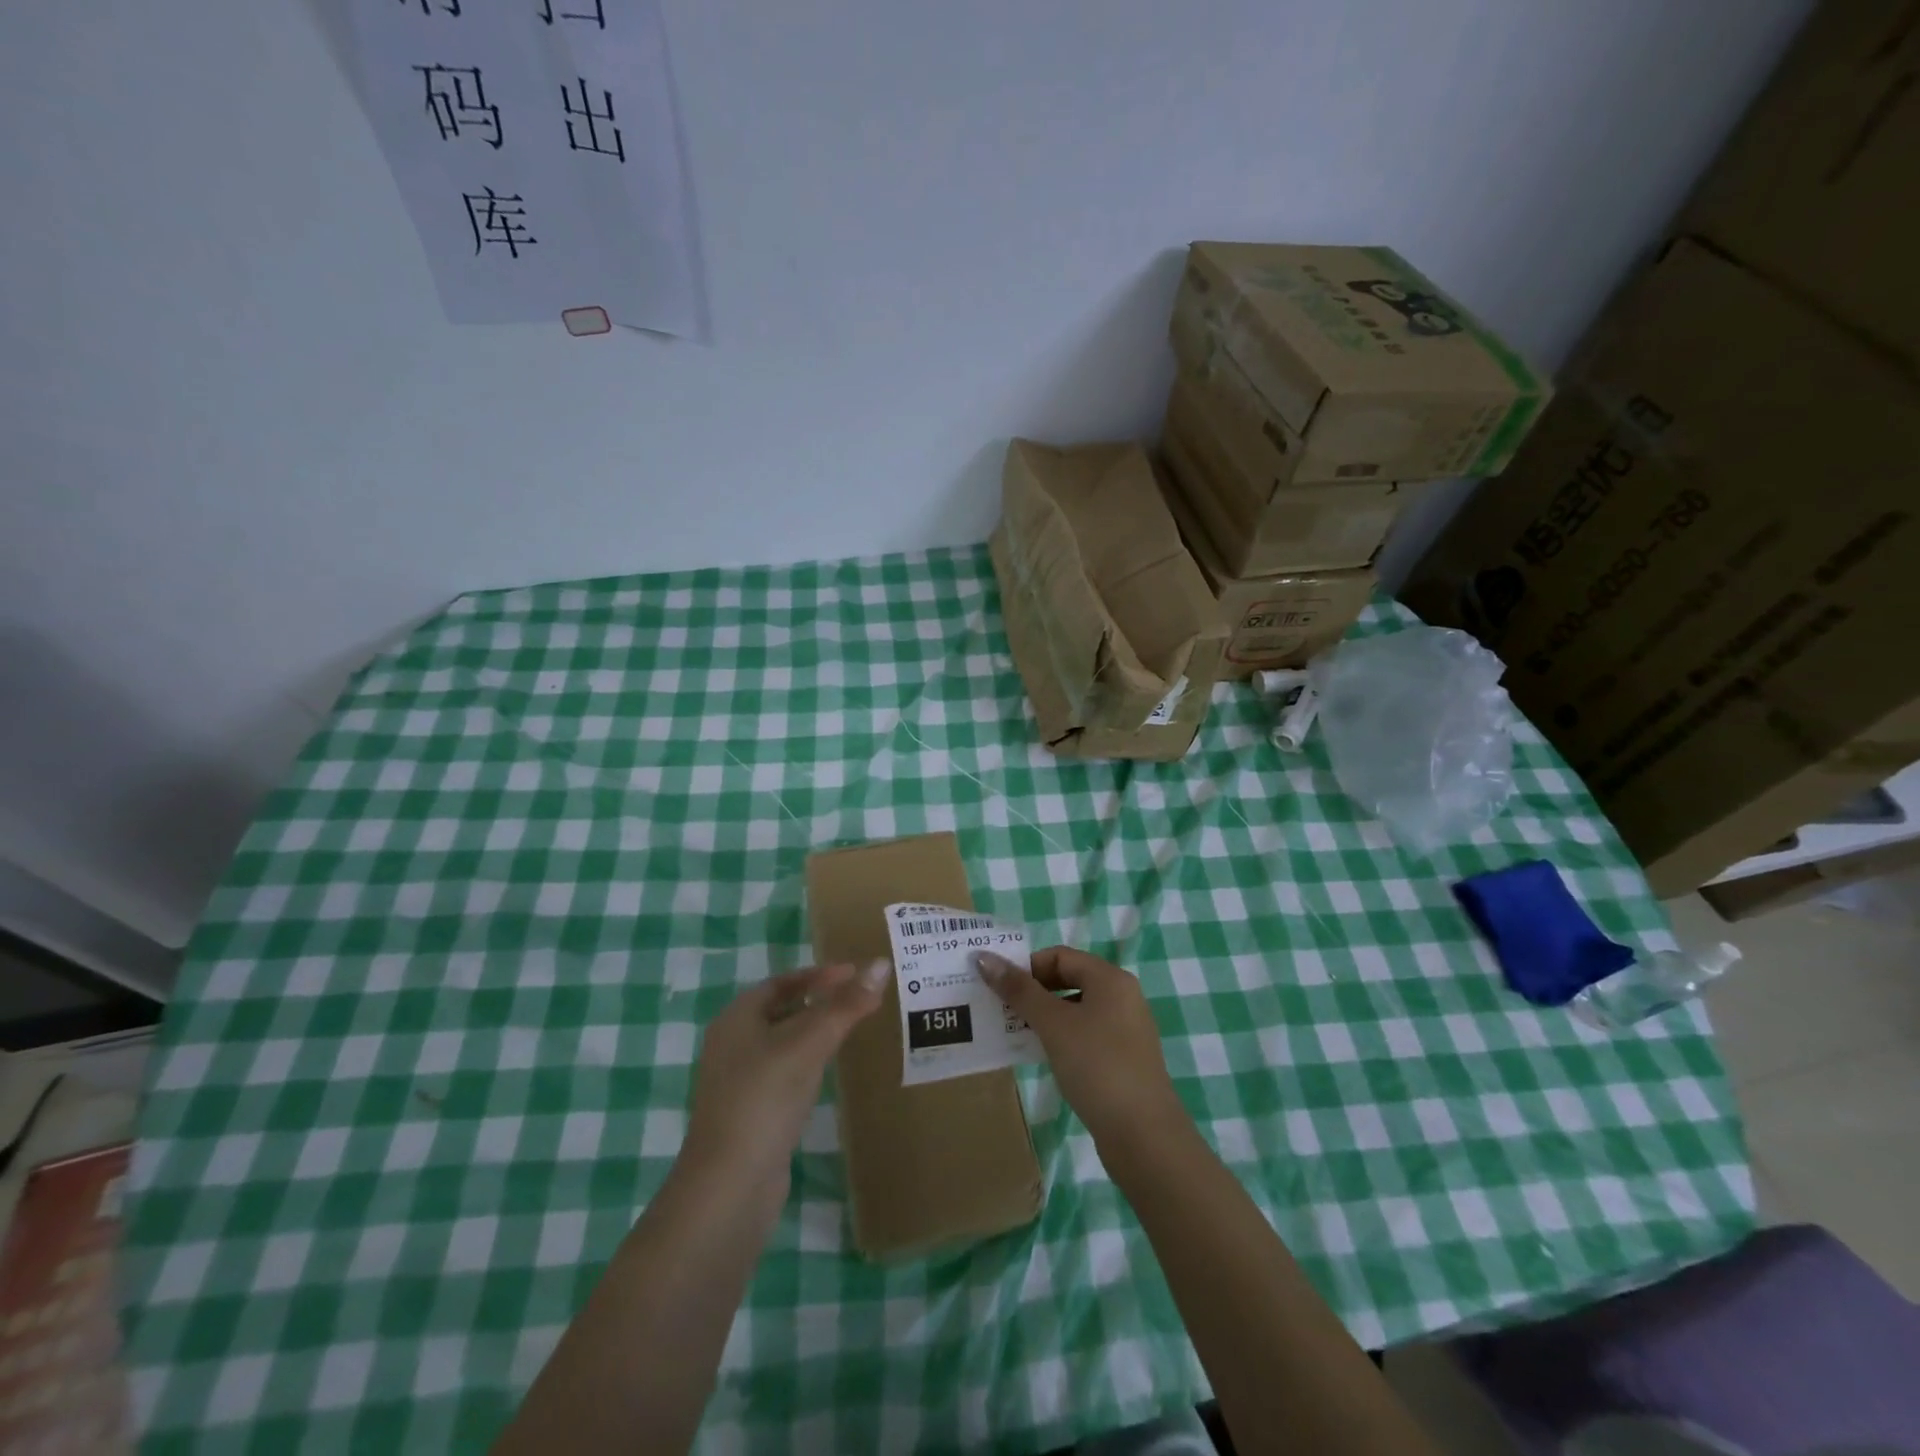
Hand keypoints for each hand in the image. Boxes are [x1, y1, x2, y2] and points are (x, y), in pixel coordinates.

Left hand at [684, 960, 887, 1188]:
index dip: (819, 975)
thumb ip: (845, 1005)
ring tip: (851, 1029)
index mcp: (736, 1018)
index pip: (782, 982)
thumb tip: (881, 965)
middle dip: (819, 1001)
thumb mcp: (809, 1044)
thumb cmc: (764, 1099)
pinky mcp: (751, 1113)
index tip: (856, 974)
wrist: (730, 1186)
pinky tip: (827, 1072)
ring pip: (783, 1043)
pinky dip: (808, 1063)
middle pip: (781, 1010)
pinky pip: (784, 1073)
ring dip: (815, 1032)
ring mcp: (739, 1082)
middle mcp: (732, 1044)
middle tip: (859, 999)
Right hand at [974, 946, 1190, 1151]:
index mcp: (1110, 978)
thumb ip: (1019, 990)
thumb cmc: (1097, 1066)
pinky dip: (1061, 1037)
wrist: (1144, 1135)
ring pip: (1075, 1009)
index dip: (1027, 966)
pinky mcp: (1123, 1059)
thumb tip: (985, 957)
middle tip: (1001, 1010)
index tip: (999, 989)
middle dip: (1033, 991)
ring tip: (1014, 1032)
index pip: (1060, 956)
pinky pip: (1085, 1034)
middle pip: (1069, 979)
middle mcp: (1122, 996)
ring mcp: (1125, 1029)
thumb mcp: (1053, 1024)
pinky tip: (1042, 1056)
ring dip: (1044, 1016)